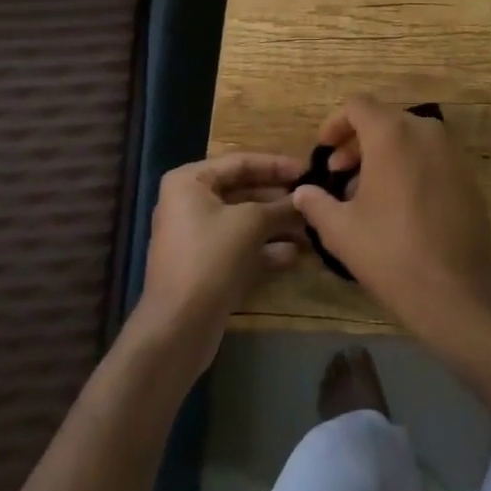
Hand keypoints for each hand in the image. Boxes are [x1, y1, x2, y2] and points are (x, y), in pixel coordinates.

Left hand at [135, 155, 303, 374]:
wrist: (178, 328)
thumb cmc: (210, 258)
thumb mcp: (250, 223)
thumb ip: (281, 206)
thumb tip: (306, 197)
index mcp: (190, 182)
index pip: (240, 162)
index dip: (276, 165)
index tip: (307, 170)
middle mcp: (189, 203)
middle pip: (243, 191)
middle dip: (278, 198)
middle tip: (312, 199)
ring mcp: (197, 237)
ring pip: (244, 221)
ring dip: (276, 224)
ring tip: (311, 227)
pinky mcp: (206, 266)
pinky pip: (239, 246)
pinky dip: (265, 248)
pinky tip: (294, 254)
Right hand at [292, 95, 490, 343]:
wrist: (457, 290)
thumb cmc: (391, 253)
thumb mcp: (341, 231)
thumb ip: (316, 203)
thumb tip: (302, 192)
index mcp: (391, 134)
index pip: (358, 105)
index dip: (336, 123)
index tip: (324, 151)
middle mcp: (425, 131)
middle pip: (384, 120)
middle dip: (357, 142)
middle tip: (339, 175)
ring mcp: (451, 151)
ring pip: (408, 137)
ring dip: (383, 154)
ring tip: (365, 193)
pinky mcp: (467, 173)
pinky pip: (430, 155)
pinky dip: (409, 165)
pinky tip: (398, 204)